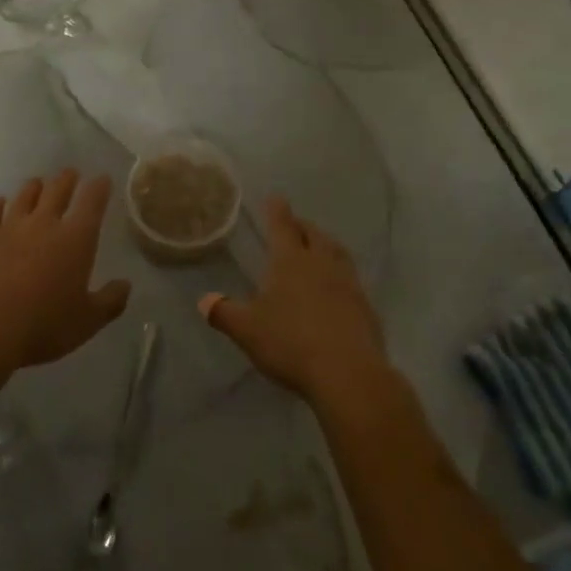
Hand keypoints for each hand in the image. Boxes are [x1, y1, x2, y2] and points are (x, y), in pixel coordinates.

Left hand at [0, 170, 130, 370]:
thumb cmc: (43, 327)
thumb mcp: (87, 322)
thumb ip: (110, 301)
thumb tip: (125, 284)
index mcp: (76, 239)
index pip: (92, 202)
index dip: (99, 187)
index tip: (102, 179)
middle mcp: (44, 223)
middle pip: (58, 190)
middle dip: (67, 179)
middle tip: (71, 174)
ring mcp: (9, 227)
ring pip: (25, 196)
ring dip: (35, 187)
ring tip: (39, 183)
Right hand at [200, 197, 389, 406]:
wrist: (348, 373)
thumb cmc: (291, 342)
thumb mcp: (247, 330)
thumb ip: (224, 313)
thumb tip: (204, 300)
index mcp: (291, 261)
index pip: (282, 227)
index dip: (277, 211)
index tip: (276, 197)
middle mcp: (322, 264)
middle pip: (314, 235)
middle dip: (303, 226)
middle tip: (295, 224)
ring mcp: (348, 284)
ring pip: (337, 253)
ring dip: (326, 245)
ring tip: (319, 248)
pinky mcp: (365, 307)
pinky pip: (351, 279)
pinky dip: (340, 275)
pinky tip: (336, 288)